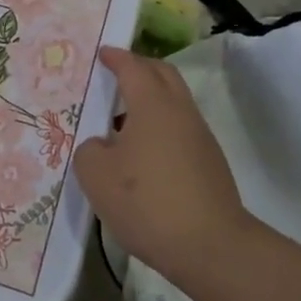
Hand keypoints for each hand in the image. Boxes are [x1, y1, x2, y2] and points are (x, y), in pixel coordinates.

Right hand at [72, 45, 264, 282]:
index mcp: (153, 105)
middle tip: (115, 74)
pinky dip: (159, 125)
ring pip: (174, 102)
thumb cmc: (146, 202)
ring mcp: (200, 138)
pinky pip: (179, 128)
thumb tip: (102, 145)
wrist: (210, 247)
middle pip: (162, 75)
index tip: (102, 53)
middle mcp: (180, 112)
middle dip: (139, 68)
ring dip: (150, 99)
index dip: (116, 57)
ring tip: (120, 118)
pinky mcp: (209, 163)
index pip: (133, 67)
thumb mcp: (96, 175)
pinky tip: (140, 152)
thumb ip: (90, 149)